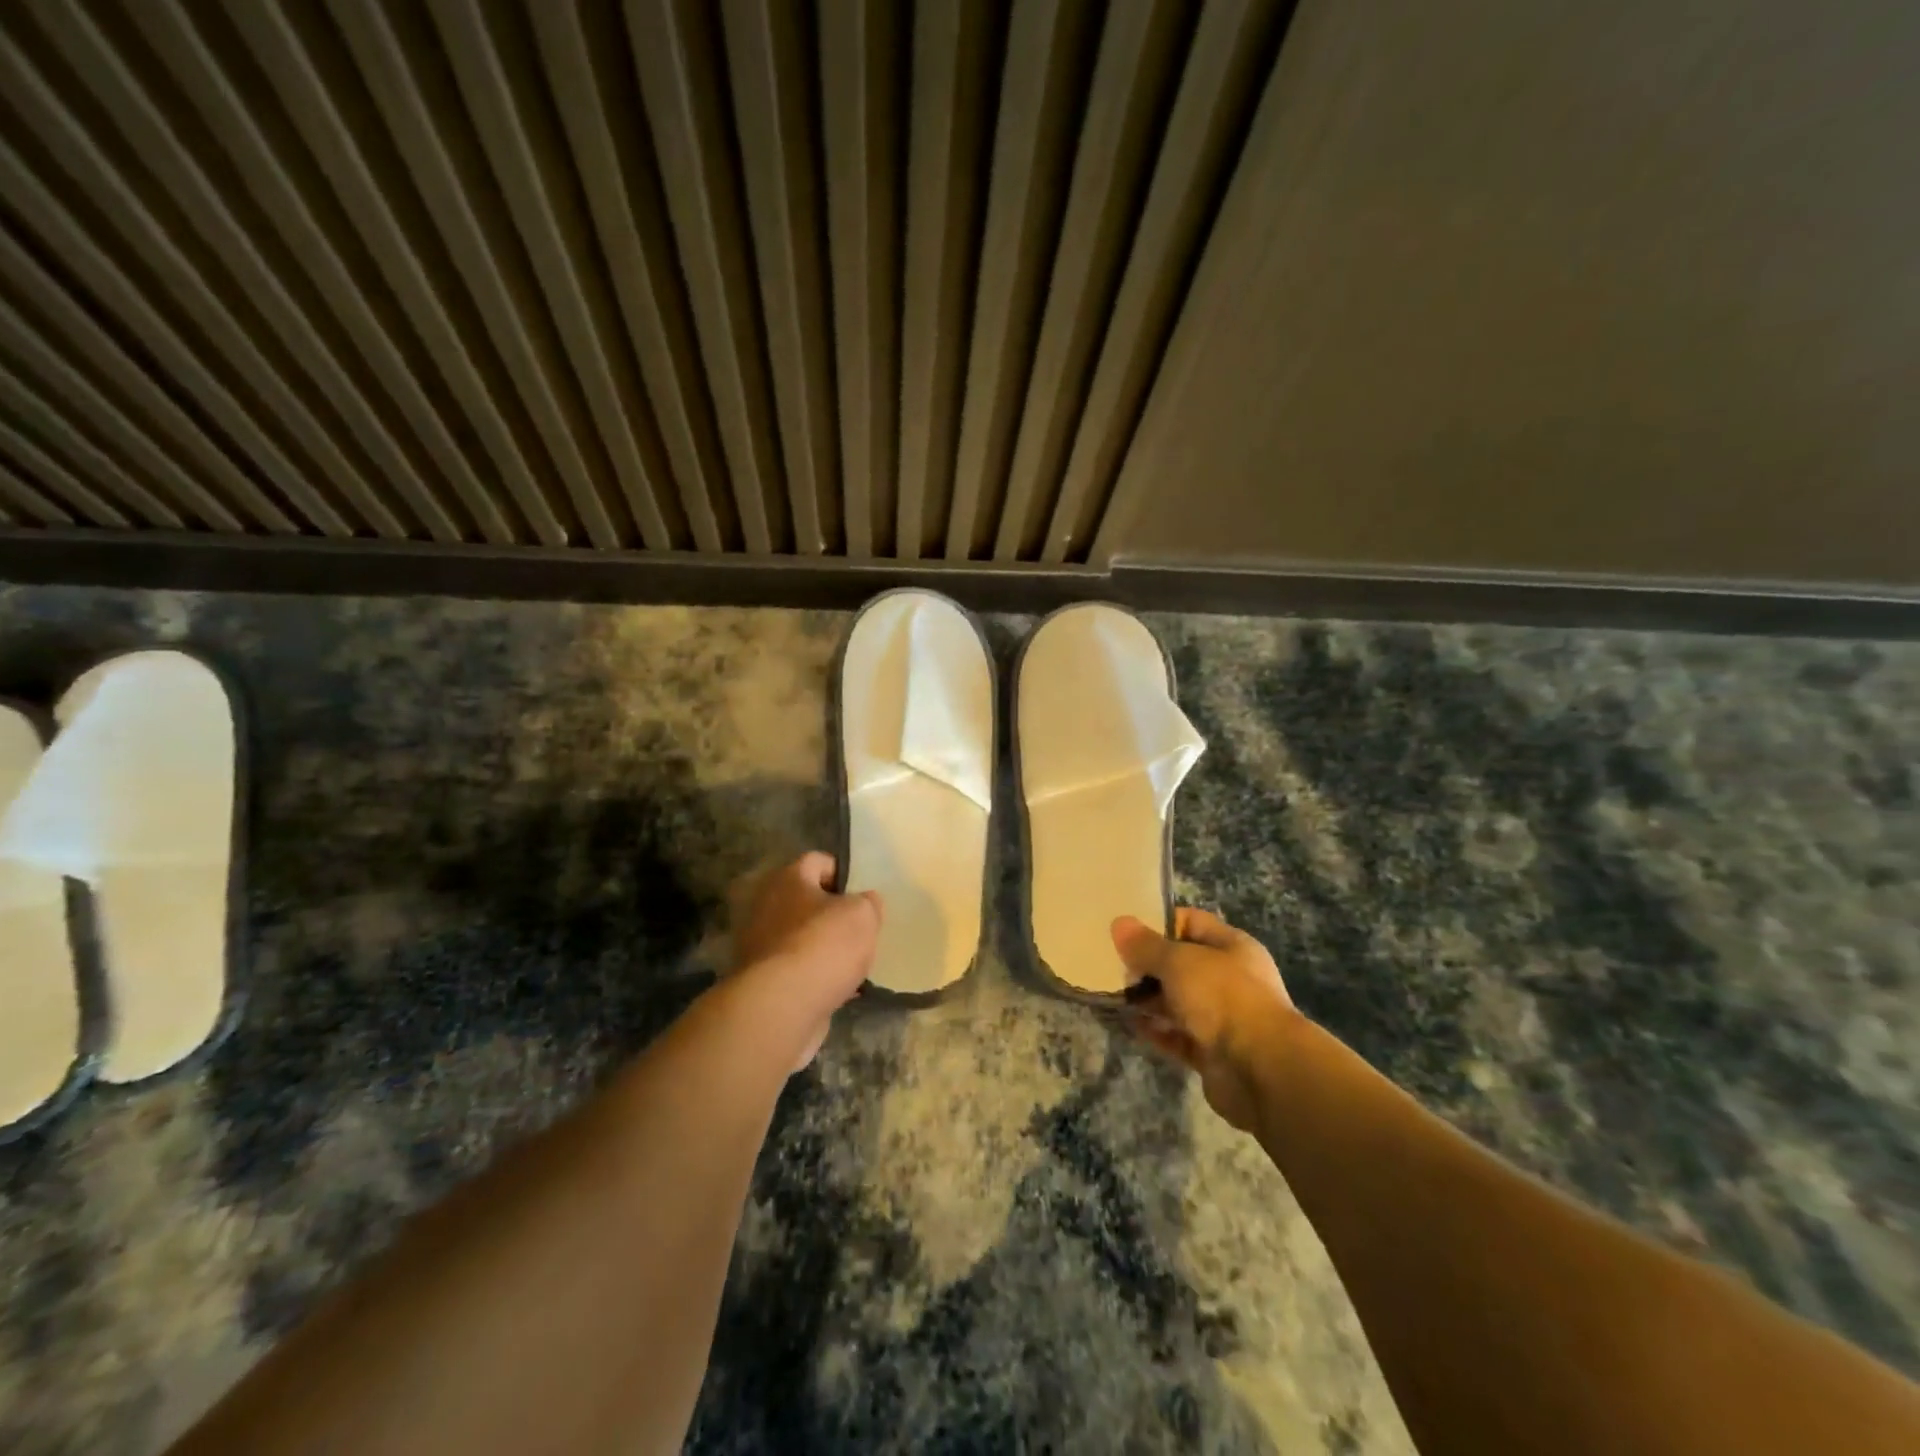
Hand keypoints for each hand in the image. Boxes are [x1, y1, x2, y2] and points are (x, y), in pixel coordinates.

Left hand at [728, 852, 881, 1069]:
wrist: (781, 1007)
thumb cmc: (823, 946)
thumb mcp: (862, 915)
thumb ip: (868, 903)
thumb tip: (866, 901)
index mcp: (788, 879)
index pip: (818, 861)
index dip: (844, 873)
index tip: (864, 893)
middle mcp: (767, 906)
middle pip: (808, 901)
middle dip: (834, 915)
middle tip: (862, 928)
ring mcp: (761, 945)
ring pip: (803, 938)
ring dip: (826, 948)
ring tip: (856, 962)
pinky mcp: (762, 980)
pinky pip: (798, 970)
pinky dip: (817, 977)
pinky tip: (842, 990)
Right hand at [1113, 907, 1299, 1131]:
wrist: (1261, 1070)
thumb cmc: (1223, 998)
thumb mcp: (1179, 961)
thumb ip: (1146, 945)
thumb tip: (1119, 923)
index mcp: (1232, 947)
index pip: (1192, 923)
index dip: (1159, 923)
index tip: (1126, 931)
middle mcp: (1230, 979)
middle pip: (1182, 964)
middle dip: (1149, 965)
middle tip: (1114, 966)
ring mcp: (1223, 1018)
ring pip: (1178, 1002)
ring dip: (1148, 999)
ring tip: (1114, 994)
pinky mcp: (1212, 1052)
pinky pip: (1177, 1035)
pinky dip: (1155, 1030)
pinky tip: (1128, 1023)